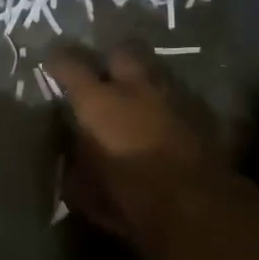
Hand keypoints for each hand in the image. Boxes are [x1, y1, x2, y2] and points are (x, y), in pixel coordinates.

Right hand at [45, 42, 220, 238]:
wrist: (198, 209)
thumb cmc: (129, 199)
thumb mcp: (82, 190)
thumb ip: (74, 162)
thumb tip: (74, 152)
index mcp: (98, 102)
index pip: (70, 62)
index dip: (59, 61)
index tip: (53, 65)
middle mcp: (136, 86)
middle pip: (123, 50)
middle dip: (112, 59)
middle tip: (105, 77)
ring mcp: (175, 95)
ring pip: (157, 70)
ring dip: (145, 80)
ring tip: (139, 98)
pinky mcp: (205, 113)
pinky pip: (181, 96)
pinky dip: (171, 105)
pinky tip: (168, 122)